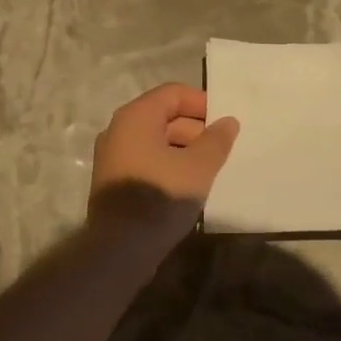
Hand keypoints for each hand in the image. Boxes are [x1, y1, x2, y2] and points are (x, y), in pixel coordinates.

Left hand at [88, 83, 238, 257]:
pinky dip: (167, 165)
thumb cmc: (161, 196)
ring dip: (183, 150)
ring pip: (155, 141)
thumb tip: (228, 122)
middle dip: (195, 129)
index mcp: (136, 117)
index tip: (225, 124)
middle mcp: (118, 130)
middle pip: (163, 116)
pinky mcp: (113, 181)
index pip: (173, 93)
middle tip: (220, 150)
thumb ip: (216, 140)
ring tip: (208, 170)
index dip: (202, 104)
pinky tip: (187, 185)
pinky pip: (145, 161)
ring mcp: (112, 156)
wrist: (121, 247)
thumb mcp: (198, 167)